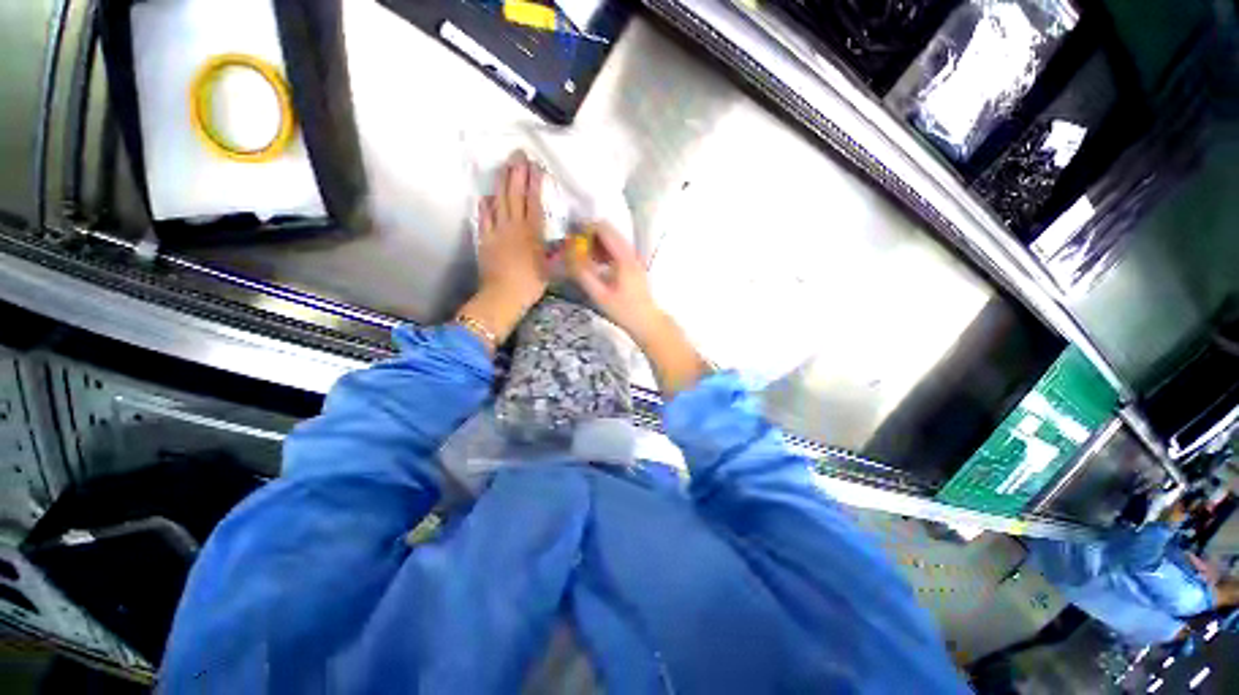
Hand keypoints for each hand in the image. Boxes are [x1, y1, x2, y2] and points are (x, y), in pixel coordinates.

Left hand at [477, 151, 548, 305]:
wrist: (503, 296)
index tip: (536, 166)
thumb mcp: (551, 268)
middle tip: (517, 153)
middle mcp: (514, 226)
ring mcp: (497, 231)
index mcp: (532, 233)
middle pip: (515, 195)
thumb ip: (557, 251)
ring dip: (502, 182)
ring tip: (504, 166)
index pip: (534, 201)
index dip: (534, 182)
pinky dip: (485, 205)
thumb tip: (567, 239)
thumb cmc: (531, 284)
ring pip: (499, 201)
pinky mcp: (484, 239)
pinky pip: (483, 217)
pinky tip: (486, 196)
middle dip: (517, 173)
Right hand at [569, 223, 708, 396]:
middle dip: (589, 235)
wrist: (647, 322)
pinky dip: (604, 252)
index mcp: (624, 257)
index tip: (570, 238)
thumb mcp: (600, 295)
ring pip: (612, 240)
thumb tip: (568, 256)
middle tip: (573, 248)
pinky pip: (616, 250)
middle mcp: (631, 252)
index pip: (604, 229)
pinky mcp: (633, 266)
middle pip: (609, 231)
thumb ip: (583, 274)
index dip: (585, 228)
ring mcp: (634, 258)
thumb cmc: (624, 311)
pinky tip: (595, 265)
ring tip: (581, 257)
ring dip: (596, 244)